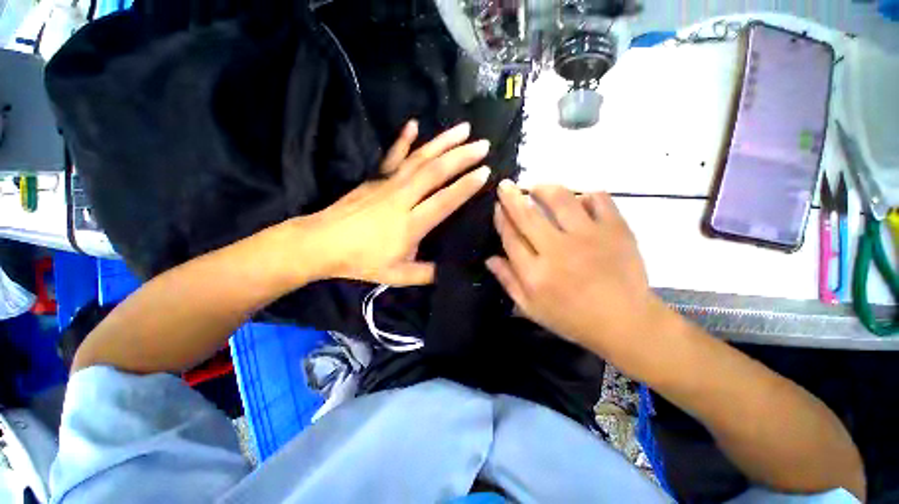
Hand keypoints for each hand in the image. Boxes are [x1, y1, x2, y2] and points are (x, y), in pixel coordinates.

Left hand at [297, 120, 489, 285]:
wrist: (322, 243)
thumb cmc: (361, 262)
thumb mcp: (398, 275)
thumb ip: (427, 273)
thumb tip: (450, 270)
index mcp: (410, 224)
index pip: (444, 201)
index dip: (466, 186)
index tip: (485, 172)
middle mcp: (402, 198)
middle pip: (435, 172)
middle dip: (462, 157)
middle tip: (484, 145)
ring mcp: (388, 184)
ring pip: (419, 158)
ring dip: (443, 142)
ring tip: (464, 128)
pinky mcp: (375, 178)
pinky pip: (392, 155)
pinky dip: (403, 139)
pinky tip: (414, 124)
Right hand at [486, 182, 665, 355]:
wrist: (625, 322)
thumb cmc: (572, 318)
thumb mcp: (531, 308)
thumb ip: (508, 282)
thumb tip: (489, 258)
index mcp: (535, 273)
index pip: (510, 237)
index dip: (501, 219)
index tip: (497, 206)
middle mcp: (557, 251)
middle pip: (527, 215)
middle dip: (511, 196)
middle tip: (505, 185)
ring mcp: (588, 237)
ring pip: (560, 199)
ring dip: (544, 189)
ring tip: (537, 187)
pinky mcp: (615, 230)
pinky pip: (598, 199)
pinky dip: (586, 194)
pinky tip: (579, 200)